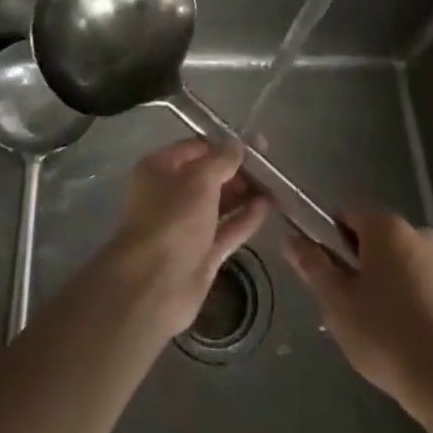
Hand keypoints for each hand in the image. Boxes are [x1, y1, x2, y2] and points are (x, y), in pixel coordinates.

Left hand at [102, 137, 268, 337]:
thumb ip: (222, 159)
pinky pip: (227, 229)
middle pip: (209, 176)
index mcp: (159, 168)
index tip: (257, 145)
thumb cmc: (172, 220)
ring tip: (277, 185)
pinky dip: (246, 218)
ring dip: (246, 193)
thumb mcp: (199, 179)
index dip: (226, 144)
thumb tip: (238, 144)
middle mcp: (170, 194)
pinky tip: (270, 206)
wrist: (154, 287)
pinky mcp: (201, 253)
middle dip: (239, 170)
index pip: (197, 148)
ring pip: (220, 203)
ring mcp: (186, 226)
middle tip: (271, 166)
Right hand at [284, 210, 432, 415]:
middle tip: (354, 308)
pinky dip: (426, 305)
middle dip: (366, 266)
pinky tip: (421, 339)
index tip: (329, 276)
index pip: (348, 218)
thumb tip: (291, 239)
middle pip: (381, 241)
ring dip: (397, 284)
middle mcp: (421, 234)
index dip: (332, 242)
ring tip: (389, 330)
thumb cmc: (386, 338)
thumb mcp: (337, 305)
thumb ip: (313, 266)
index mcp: (386, 229)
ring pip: (410, 265)